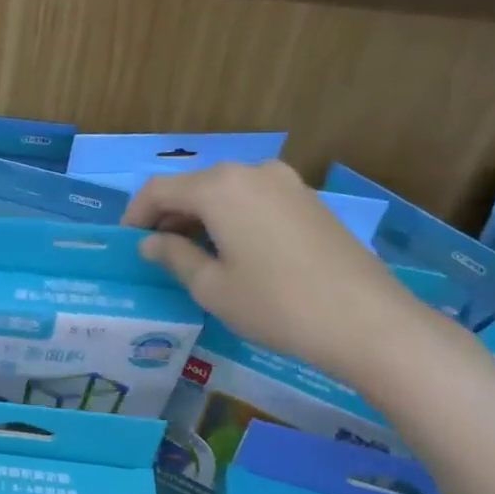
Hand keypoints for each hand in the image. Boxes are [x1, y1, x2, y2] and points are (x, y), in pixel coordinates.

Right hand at [124, 161, 438, 384]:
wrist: (367, 321)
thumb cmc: (275, 304)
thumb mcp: (212, 287)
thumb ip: (174, 256)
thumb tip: (150, 243)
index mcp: (219, 187)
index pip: (158, 190)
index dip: (135, 215)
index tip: (127, 243)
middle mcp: (251, 172)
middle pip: (193, 186)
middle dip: (168, 215)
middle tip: (156, 251)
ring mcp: (285, 182)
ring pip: (225, 191)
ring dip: (201, 216)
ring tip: (193, 254)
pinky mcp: (308, 200)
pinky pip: (254, 199)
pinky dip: (232, 217)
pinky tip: (234, 251)